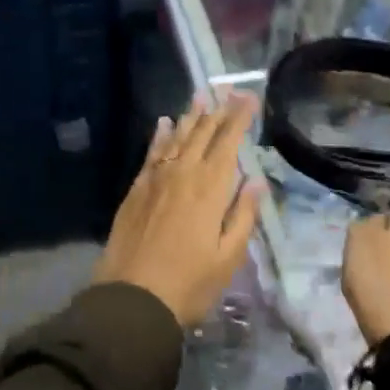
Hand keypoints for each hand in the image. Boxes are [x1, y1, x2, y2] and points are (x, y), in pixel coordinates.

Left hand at [95, 92, 262, 326]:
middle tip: (228, 90)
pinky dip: (160, 136)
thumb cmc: (189, 284)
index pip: (228, 142)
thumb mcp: (228, 257)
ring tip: (200, 97)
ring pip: (177, 138)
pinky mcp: (136, 190)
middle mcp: (183, 173)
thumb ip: (243, 214)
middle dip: (218, 110)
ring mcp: (156, 179)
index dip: (239, 118)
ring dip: (190, 116)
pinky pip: (152, 153)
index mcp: (210, 188)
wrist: (132, 299)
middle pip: (203, 134)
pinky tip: (164, 123)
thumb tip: (257, 179)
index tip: (249, 97)